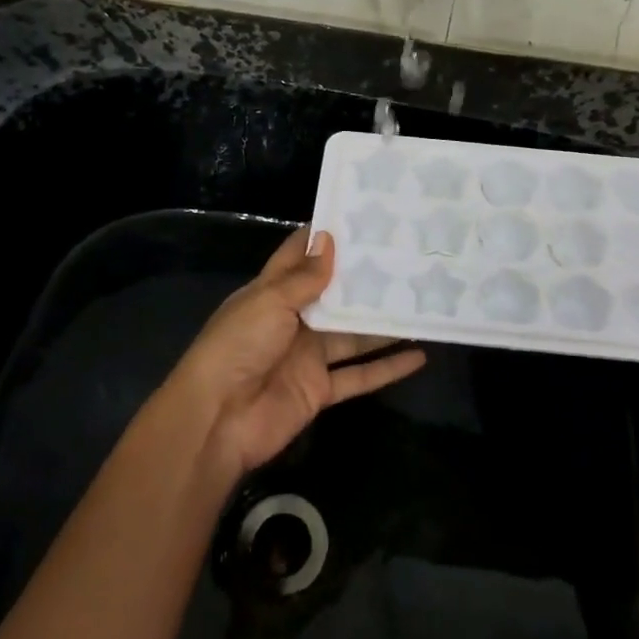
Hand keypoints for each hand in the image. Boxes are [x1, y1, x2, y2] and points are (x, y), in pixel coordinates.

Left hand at [167, 227, 425, 478]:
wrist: (217, 420)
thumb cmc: (238, 347)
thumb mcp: (269, 302)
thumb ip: (304, 277)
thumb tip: (329, 238)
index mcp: (272, 293)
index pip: (299, 256)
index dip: (325, 237)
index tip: (360, 218)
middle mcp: (292, 320)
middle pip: (334, 295)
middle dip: (364, 279)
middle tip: (405, 256)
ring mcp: (308, 356)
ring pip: (354, 335)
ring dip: (384, 323)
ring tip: (420, 301)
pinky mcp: (320, 390)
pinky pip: (360, 375)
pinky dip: (387, 367)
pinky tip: (419, 355)